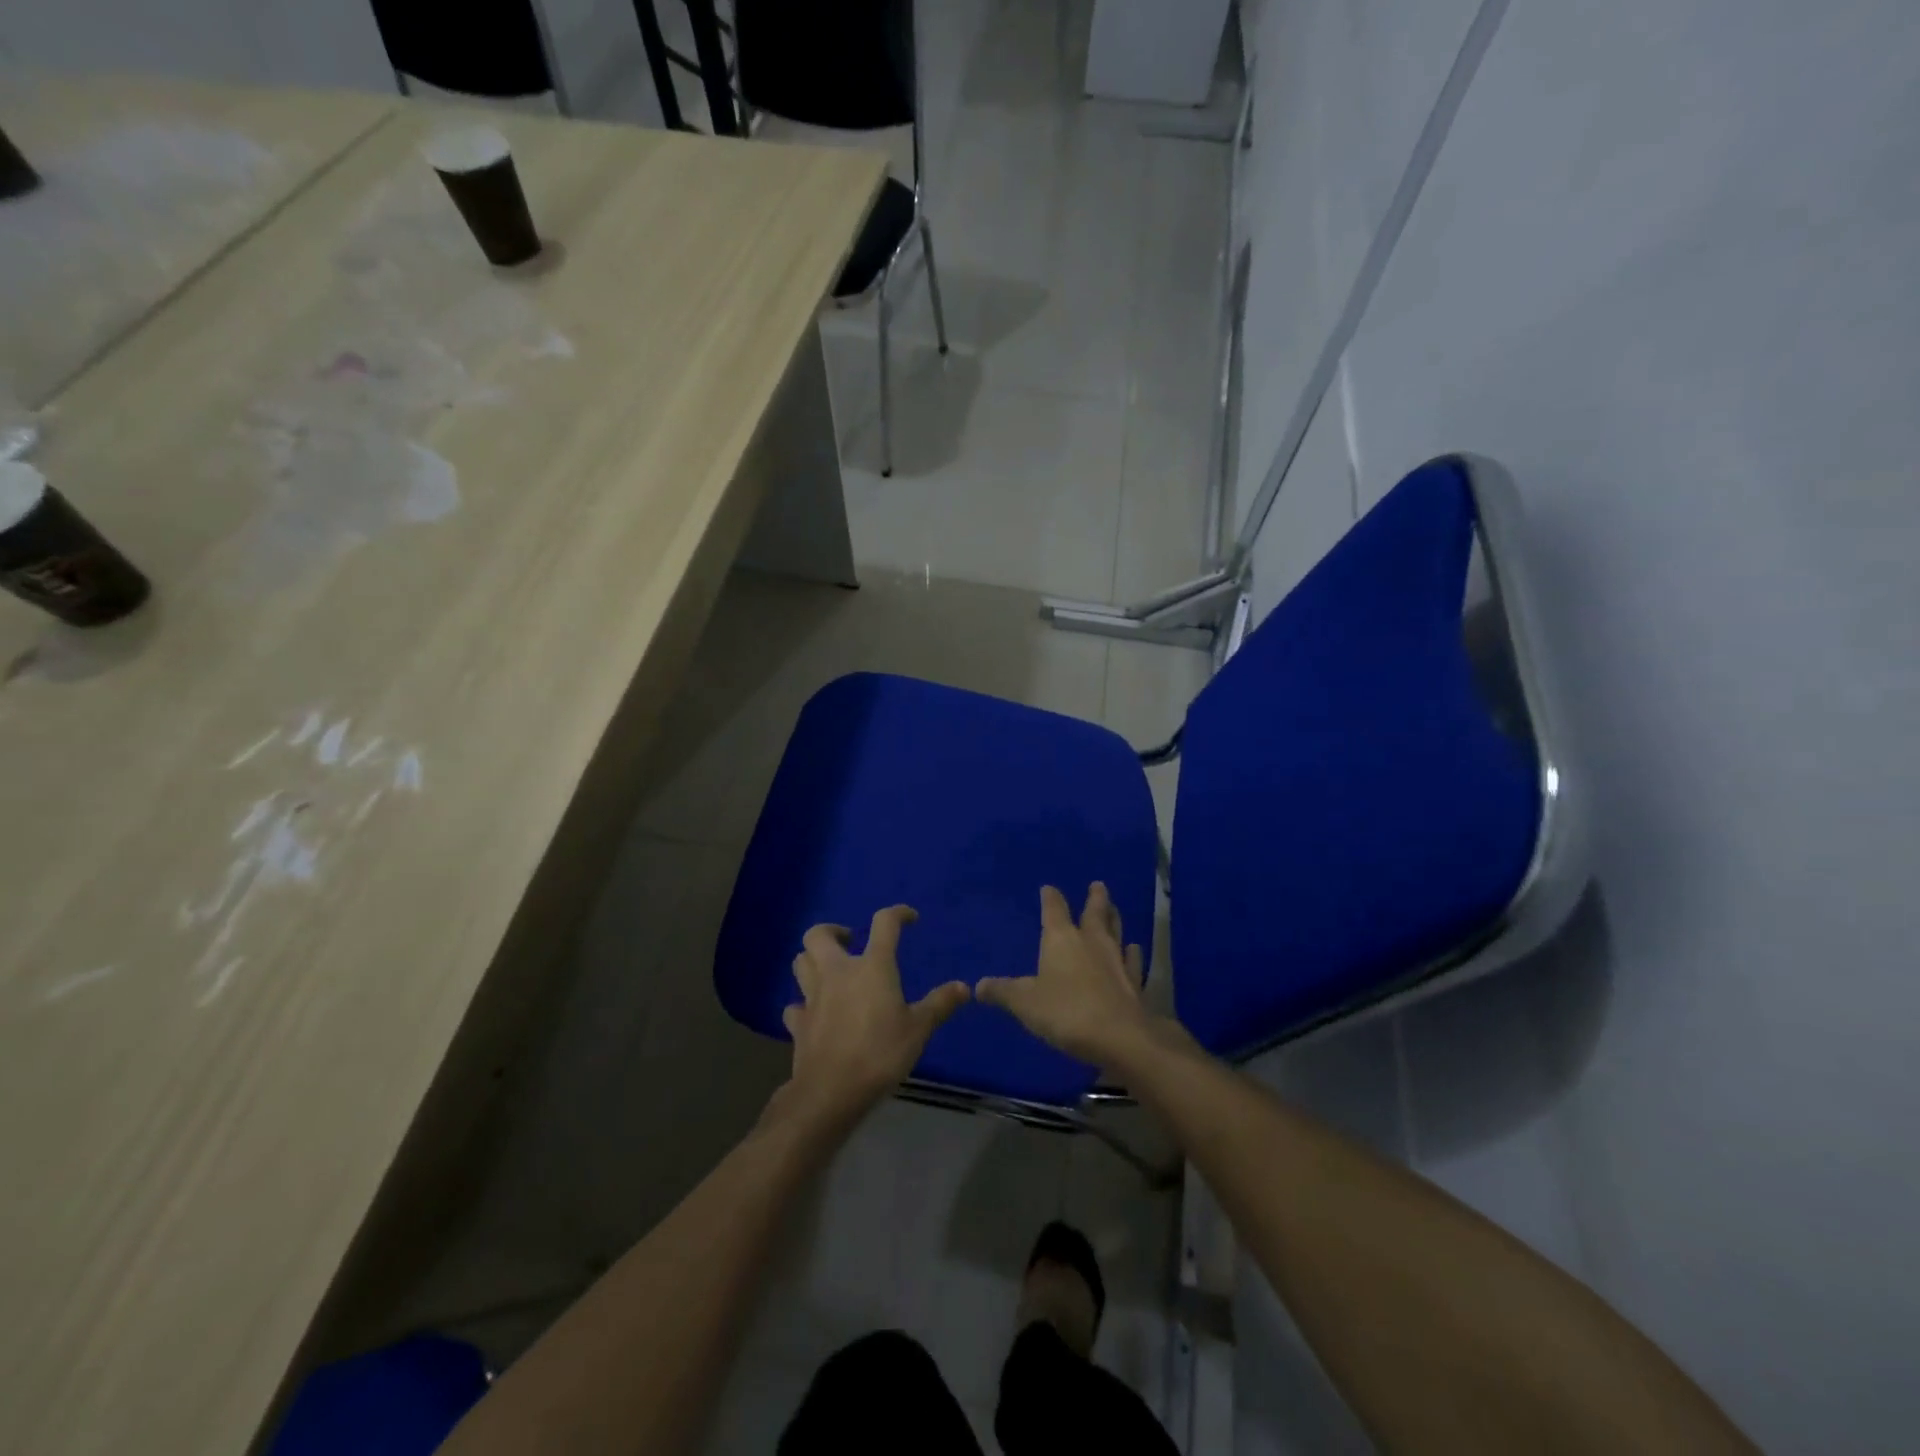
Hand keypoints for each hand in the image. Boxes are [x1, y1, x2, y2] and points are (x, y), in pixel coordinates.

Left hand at [770, 905, 968, 1131]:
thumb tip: (964, 987)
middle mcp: (837, 972)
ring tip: (831, 970)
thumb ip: (940, 1004)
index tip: (909, 918)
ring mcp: (812, 996)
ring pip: (800, 962)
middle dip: (833, 931)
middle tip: (850, 942)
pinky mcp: (798, 1022)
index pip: (884, 923)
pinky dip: (803, 1004)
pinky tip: (815, 1013)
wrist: (832, 1091)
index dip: (898, 914)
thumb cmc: (880, 1053)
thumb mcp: (919, 1029)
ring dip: (813, 959)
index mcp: (871, 966)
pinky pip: (795, 1004)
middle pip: (819, 934)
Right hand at [976, 883, 1166, 1069]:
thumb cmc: (1066, 1012)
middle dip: (1095, 897)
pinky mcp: (1135, 981)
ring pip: (1116, 930)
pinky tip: (1134, 949)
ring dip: (1114, 918)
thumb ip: (1003, 992)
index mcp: (1061, 939)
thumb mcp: (1025, 1003)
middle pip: (1094, 912)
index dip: (1050, 898)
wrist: (1119, 1037)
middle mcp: (1091, 941)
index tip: (1048, 888)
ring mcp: (1117, 959)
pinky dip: (1133, 953)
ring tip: (1114, 908)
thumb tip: (978, 986)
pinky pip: (1133, 959)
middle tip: (1098, 884)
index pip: (1054, 909)